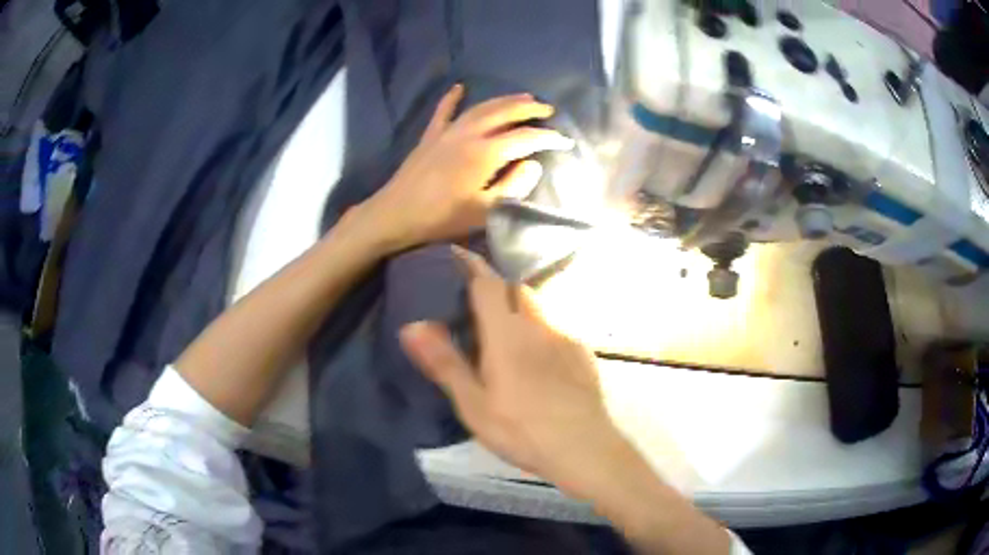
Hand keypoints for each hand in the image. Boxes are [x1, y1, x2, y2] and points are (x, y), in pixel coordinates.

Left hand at [360, 84, 574, 251]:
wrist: (396, 214)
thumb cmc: (442, 218)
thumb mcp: (484, 211)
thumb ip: (513, 186)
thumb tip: (534, 164)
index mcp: (485, 153)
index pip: (525, 138)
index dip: (547, 138)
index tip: (565, 140)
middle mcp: (469, 134)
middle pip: (504, 113)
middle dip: (529, 109)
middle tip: (548, 110)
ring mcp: (448, 132)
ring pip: (481, 107)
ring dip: (503, 100)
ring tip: (523, 97)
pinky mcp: (430, 136)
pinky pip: (443, 111)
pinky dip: (452, 98)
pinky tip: (459, 87)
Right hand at [398, 247, 631, 500]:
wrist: (583, 448)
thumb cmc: (521, 430)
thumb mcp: (473, 404)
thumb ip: (444, 362)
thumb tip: (411, 324)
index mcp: (507, 333)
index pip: (487, 283)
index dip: (471, 265)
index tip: (456, 252)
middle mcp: (539, 325)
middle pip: (517, 289)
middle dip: (498, 287)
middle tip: (479, 306)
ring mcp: (566, 338)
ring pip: (540, 307)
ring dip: (522, 308)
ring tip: (508, 333)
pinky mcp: (583, 354)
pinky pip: (558, 329)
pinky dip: (542, 331)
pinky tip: (540, 359)